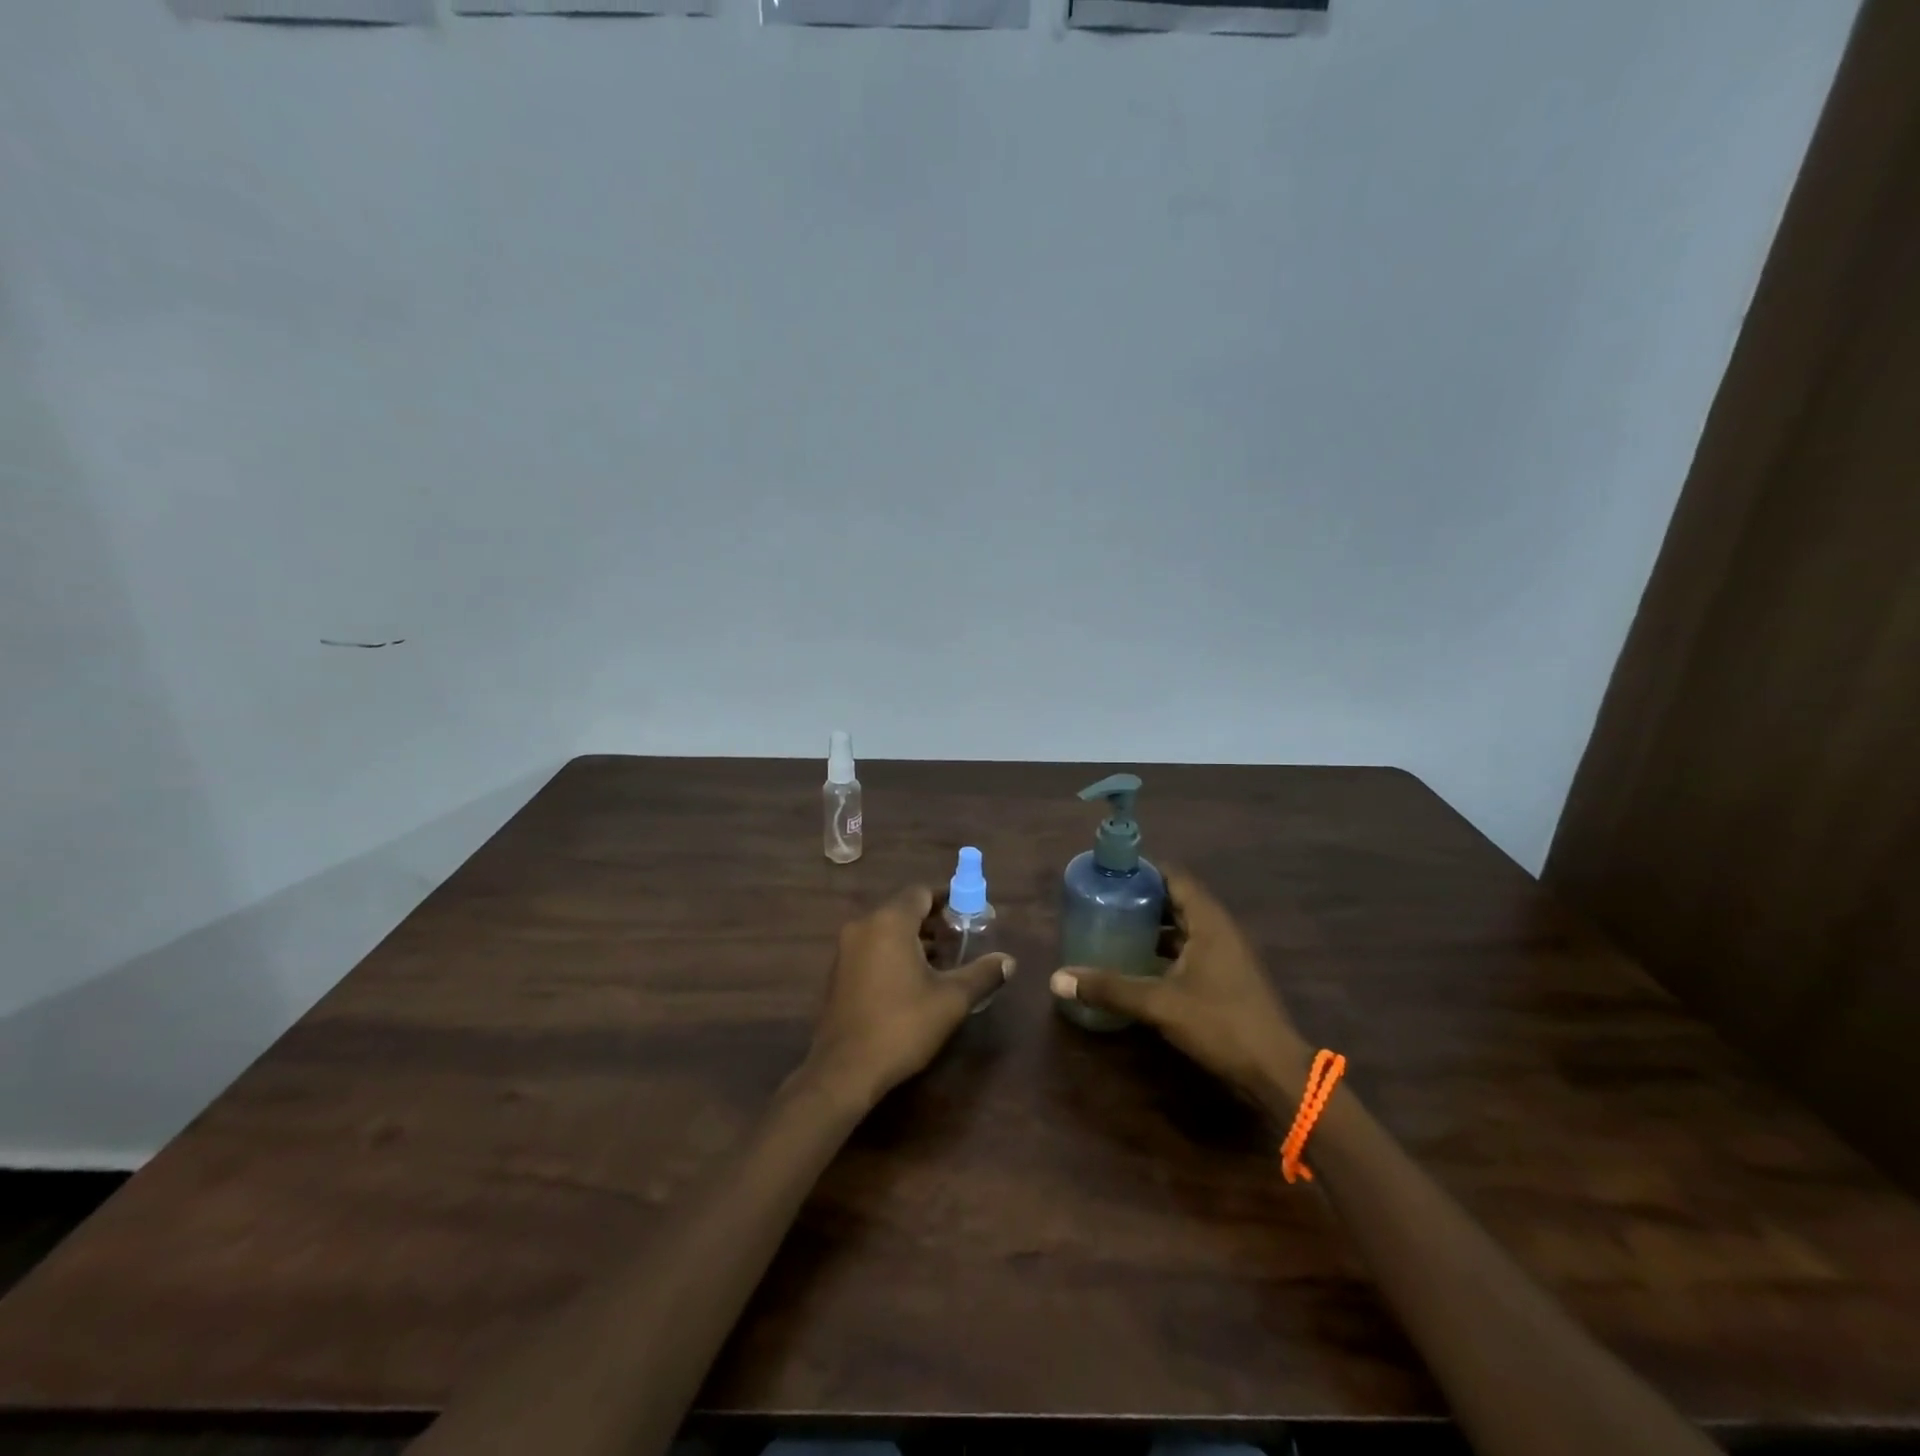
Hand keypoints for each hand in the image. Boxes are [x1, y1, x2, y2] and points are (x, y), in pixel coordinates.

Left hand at [802, 886, 1013, 1111]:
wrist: (844, 1070)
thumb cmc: (902, 1026)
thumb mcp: (951, 1000)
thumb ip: (982, 974)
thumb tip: (1009, 961)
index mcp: (889, 922)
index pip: (922, 893)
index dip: (948, 900)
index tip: (970, 915)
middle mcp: (864, 926)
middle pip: (904, 909)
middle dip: (934, 922)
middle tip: (962, 940)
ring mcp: (846, 950)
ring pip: (887, 931)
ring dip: (915, 939)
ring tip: (943, 962)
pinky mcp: (839, 973)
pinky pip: (872, 949)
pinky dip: (894, 954)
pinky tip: (914, 981)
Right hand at [1050, 868, 1309, 1110]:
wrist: (1275, 1072)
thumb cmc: (1220, 1024)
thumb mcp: (1159, 1003)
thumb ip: (1110, 988)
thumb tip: (1057, 978)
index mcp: (1208, 921)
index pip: (1174, 876)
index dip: (1143, 870)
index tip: (1110, 874)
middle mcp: (1219, 929)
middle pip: (1177, 899)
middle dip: (1142, 898)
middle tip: (1104, 900)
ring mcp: (1226, 954)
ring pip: (1183, 927)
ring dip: (1153, 926)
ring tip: (1115, 927)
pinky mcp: (1226, 978)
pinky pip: (1189, 949)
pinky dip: (1164, 949)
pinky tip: (1139, 963)